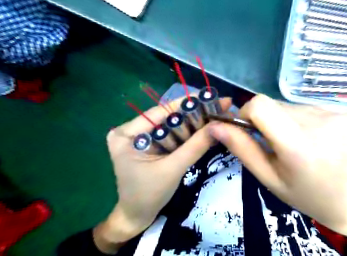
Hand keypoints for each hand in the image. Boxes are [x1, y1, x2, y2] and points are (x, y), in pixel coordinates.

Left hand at [92, 96, 230, 253]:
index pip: (161, 111)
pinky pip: (174, 135)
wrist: (138, 216)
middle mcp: (133, 130)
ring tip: (217, 115)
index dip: (189, 104)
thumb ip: (195, 146)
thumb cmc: (149, 195)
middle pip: (169, 117)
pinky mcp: (152, 144)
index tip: (212, 97)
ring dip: (195, 123)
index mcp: (126, 133)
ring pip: (174, 126)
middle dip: (195, 114)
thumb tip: (219, 125)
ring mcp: (142, 137)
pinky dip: (190, 134)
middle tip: (220, 107)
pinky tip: (206, 128)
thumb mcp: (173, 169)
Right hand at [208, 95, 346, 252]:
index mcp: (299, 145)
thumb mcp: (268, 176)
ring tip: (299, 144)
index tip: (249, 128)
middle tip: (277, 144)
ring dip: (288, 120)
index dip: (247, 112)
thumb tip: (215, 126)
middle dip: (268, 120)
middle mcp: (323, 123)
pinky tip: (316, 139)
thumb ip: (242, 148)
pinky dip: (306, 120)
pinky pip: (314, 108)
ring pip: (294, 106)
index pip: (261, 105)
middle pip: (277, 105)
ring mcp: (343, 116)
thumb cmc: (305, 195)